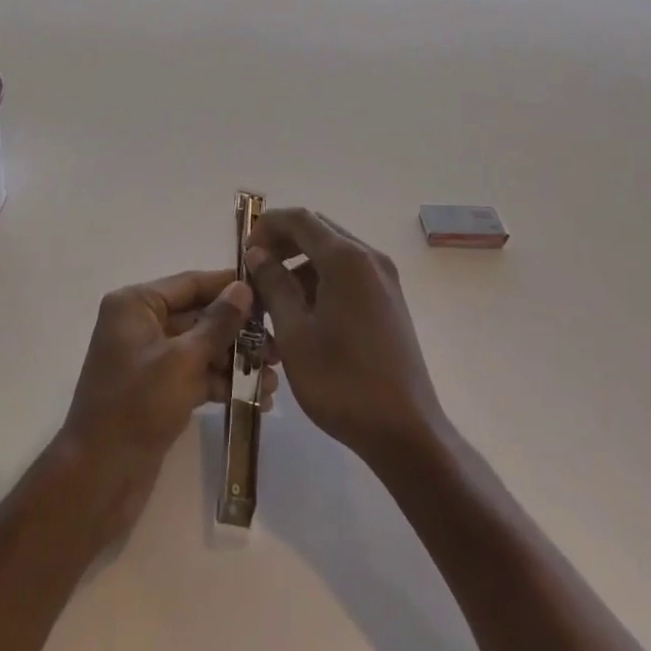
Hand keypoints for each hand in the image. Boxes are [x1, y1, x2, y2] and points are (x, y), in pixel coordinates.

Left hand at [57, 270, 276, 538]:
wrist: (99, 476)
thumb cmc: (137, 405)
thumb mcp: (182, 360)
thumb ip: (217, 323)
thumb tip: (243, 288)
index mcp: (135, 304)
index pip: (190, 283)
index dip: (229, 287)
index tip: (269, 291)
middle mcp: (140, 324)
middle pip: (198, 316)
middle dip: (238, 332)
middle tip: (279, 347)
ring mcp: (148, 358)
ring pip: (200, 348)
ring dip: (235, 361)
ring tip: (273, 380)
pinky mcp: (156, 390)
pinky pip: (195, 374)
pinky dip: (221, 383)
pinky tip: (256, 398)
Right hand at [243, 209, 444, 468]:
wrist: (405, 432)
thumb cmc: (341, 381)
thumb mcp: (294, 333)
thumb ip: (273, 285)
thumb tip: (258, 254)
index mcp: (346, 259)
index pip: (299, 218)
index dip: (267, 226)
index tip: (245, 251)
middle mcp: (369, 258)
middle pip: (319, 230)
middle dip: (283, 243)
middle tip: (256, 271)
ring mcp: (384, 279)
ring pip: (334, 253)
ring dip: (301, 263)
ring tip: (274, 298)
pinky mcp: (390, 301)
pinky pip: (349, 273)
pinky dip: (322, 279)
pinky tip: (303, 313)